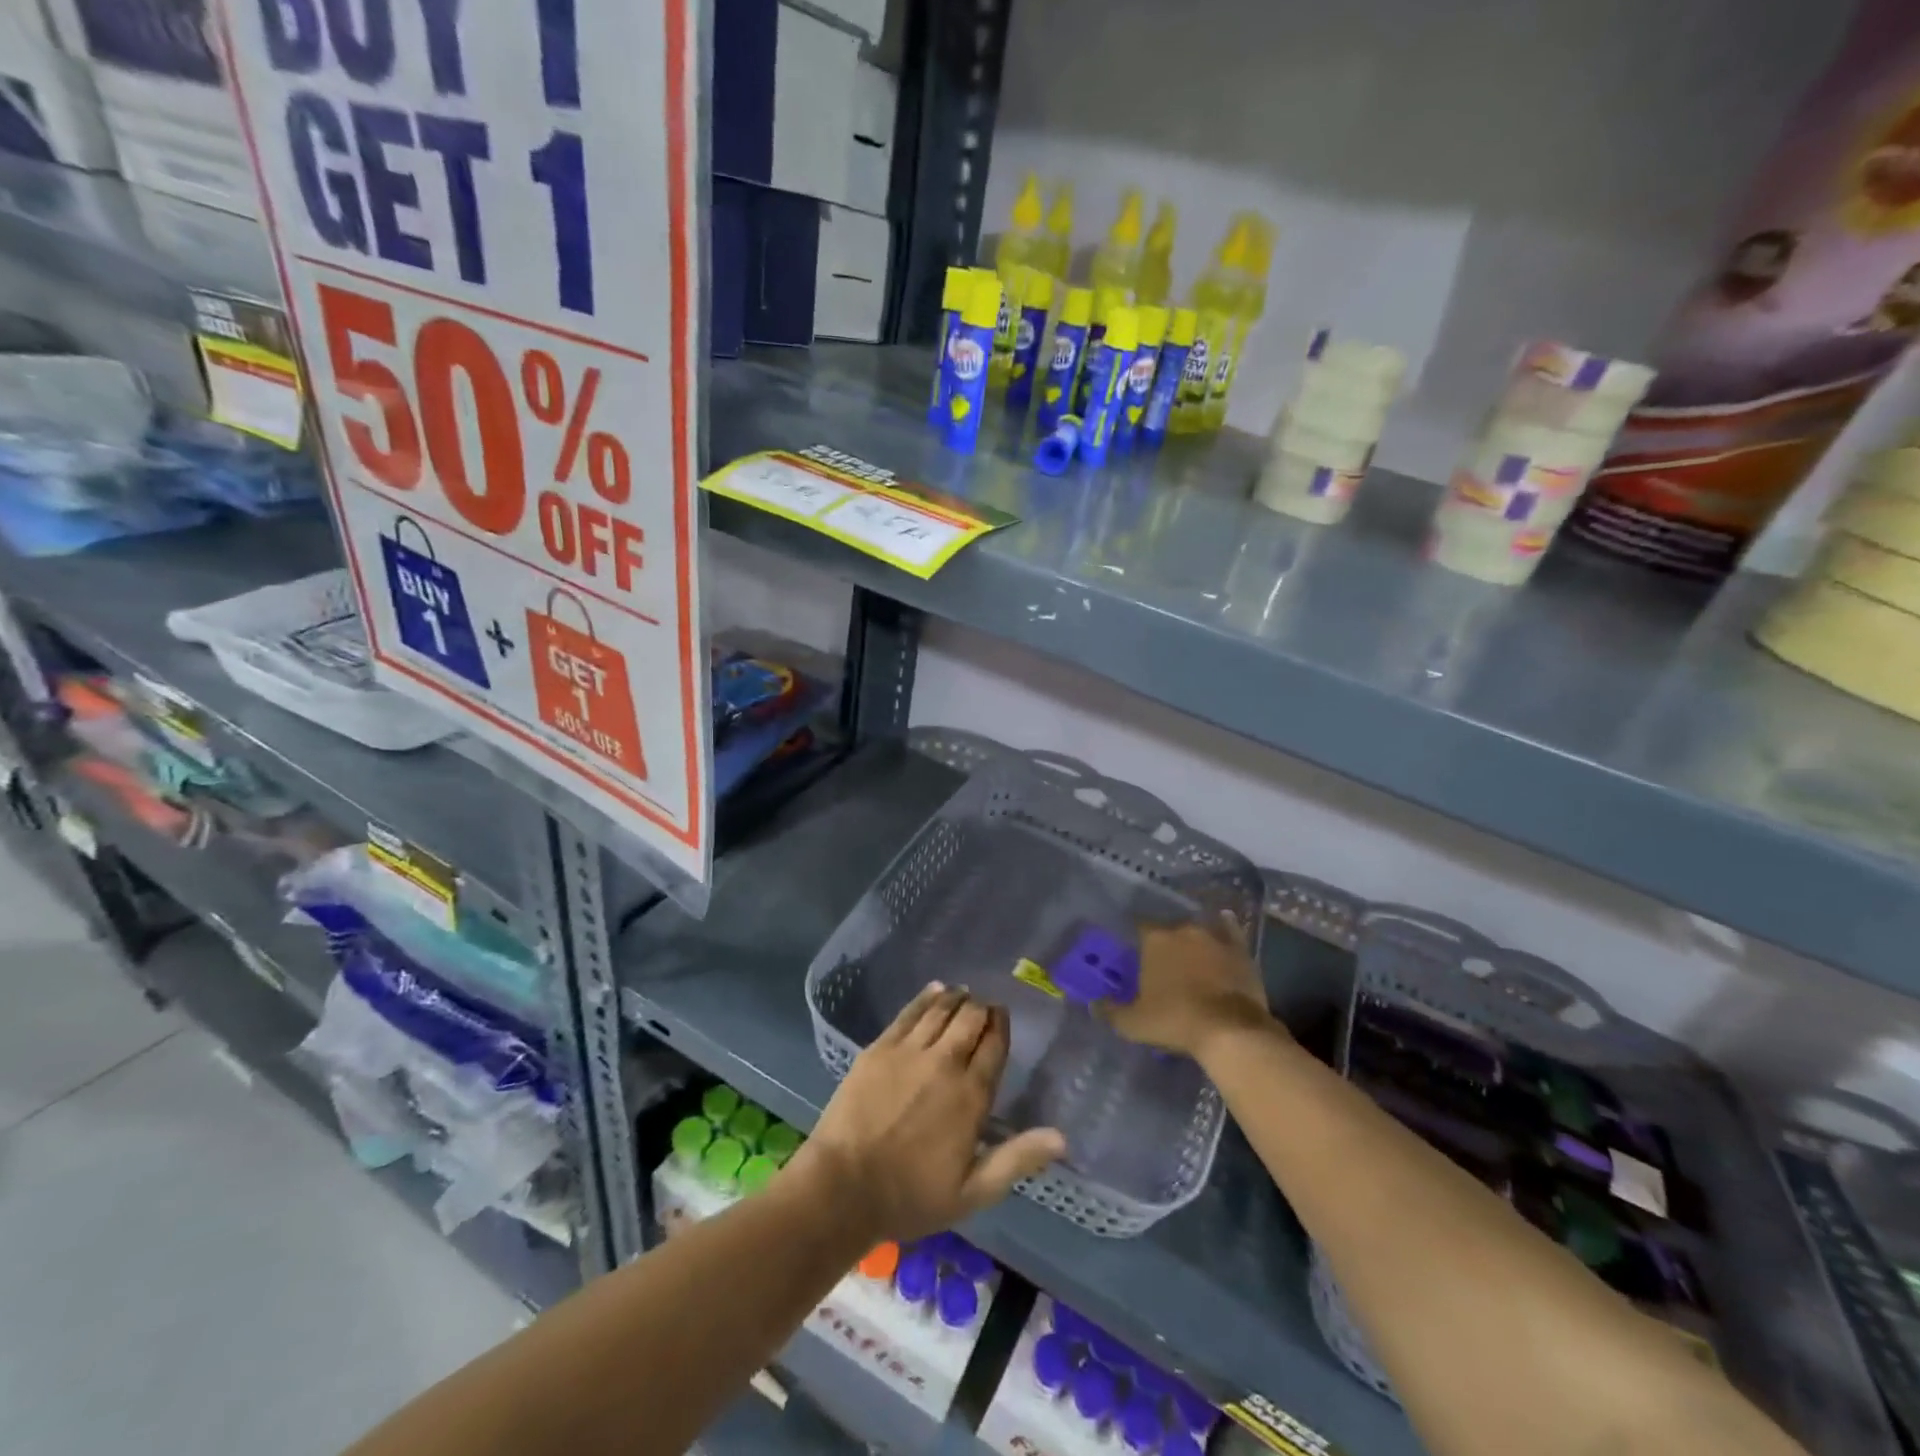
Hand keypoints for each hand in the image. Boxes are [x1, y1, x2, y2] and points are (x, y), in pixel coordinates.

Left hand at [798, 984, 1065, 1243]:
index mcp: (971, 1095)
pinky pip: (909, 1012)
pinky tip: (934, 989)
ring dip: (956, 997)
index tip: (1002, 1017)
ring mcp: (910, 1051)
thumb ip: (1017, 1159)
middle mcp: (945, 1062)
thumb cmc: (911, 1195)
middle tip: (983, 1006)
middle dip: (981, 1008)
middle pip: (970, 1019)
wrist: (844, 1186)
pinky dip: (925, 998)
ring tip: (962, 992)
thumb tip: (1062, 1138)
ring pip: (941, 1010)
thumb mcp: (973, 1191)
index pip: (994, 1046)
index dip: (1000, 1026)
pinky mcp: (881, 1047)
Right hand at [1099, 915, 1275, 1060]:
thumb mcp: (1134, 1023)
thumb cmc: (1175, 1021)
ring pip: (1198, 928)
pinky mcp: (1240, 949)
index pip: (1139, 926)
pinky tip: (1224, 923)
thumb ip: (1110, 1011)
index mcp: (1155, 939)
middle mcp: (1183, 929)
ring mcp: (1214, 936)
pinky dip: (1225, 927)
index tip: (1136, 952)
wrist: (1230, 1030)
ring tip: (1191, 952)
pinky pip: (1230, 930)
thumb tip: (1093, 1004)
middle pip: (1169, 927)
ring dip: (1193, 938)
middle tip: (1164, 961)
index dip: (1137, 938)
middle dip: (1166, 941)